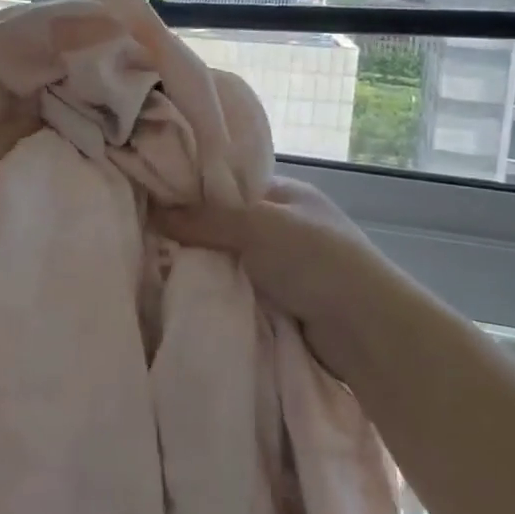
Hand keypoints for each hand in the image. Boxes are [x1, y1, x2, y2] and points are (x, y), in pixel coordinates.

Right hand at [153, 177, 388, 365]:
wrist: (365, 330)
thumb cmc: (315, 259)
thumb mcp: (256, 225)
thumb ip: (205, 218)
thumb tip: (154, 211)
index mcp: (286, 193)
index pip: (230, 183)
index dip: (195, 189)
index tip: (154, 198)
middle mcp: (284, 225)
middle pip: (226, 223)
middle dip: (195, 233)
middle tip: (149, 236)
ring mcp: (285, 266)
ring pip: (230, 260)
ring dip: (206, 267)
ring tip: (157, 267)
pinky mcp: (282, 302)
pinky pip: (239, 290)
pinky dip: (219, 292)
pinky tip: (187, 293)